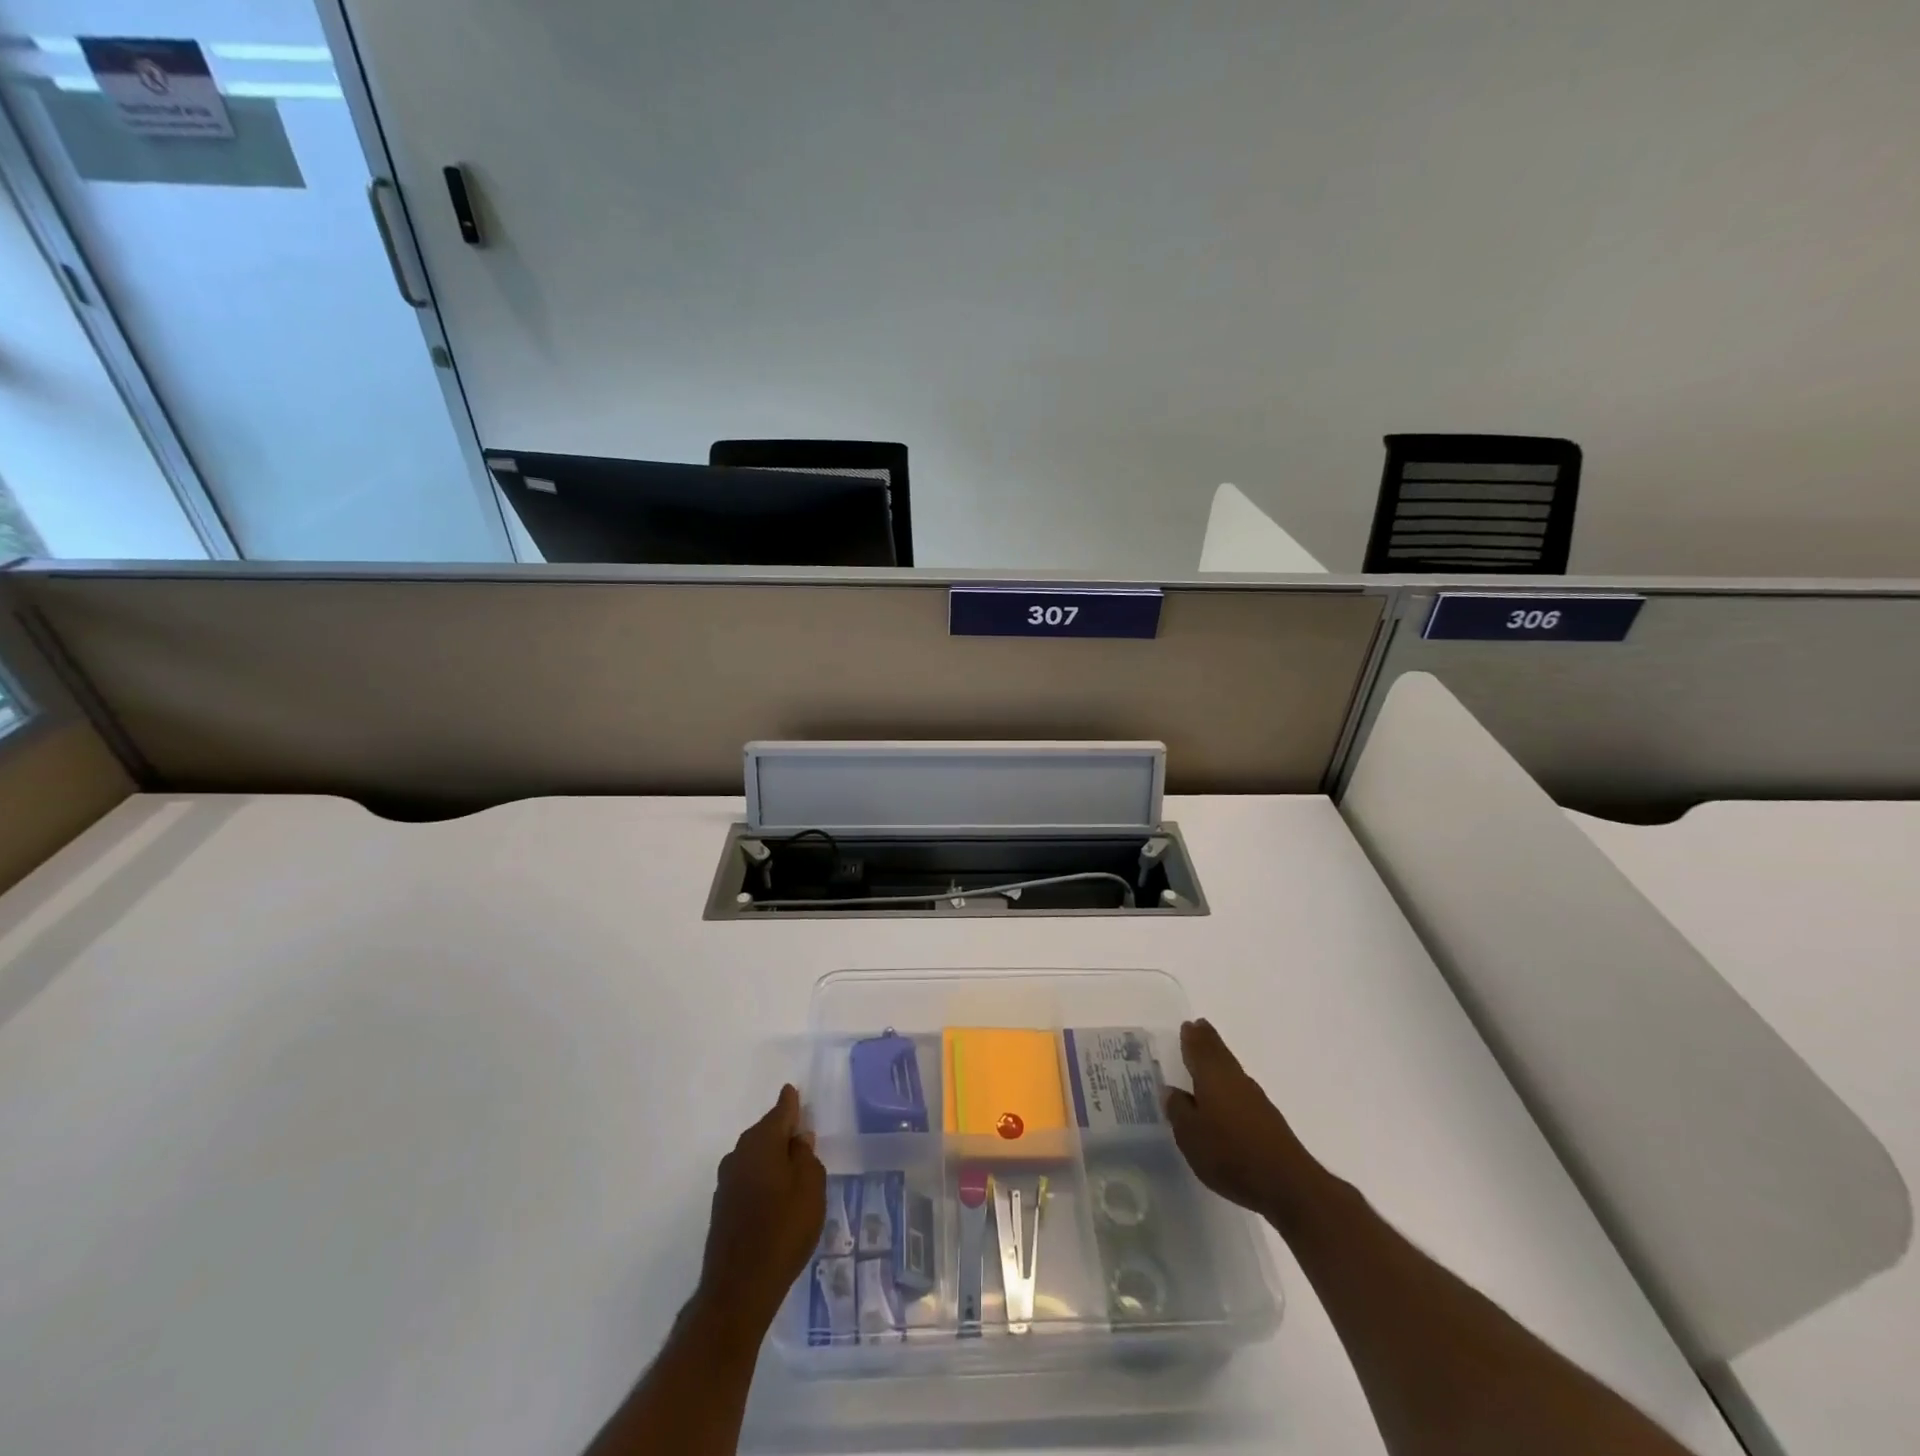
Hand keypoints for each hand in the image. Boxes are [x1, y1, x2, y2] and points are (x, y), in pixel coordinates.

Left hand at [695, 1085, 825, 1334]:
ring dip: (771, 1156)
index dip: (791, 1102)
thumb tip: (798, 1139)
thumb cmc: (783, 1230)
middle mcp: (740, 1153)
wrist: (738, 1289)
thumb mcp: (811, 1189)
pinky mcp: (722, 1206)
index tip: (794, 1091)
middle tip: (802, 1134)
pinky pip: (747, 1176)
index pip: (781, 1110)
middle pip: (765, 1131)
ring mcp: (726, 1180)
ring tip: (792, 1167)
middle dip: (782, 1130)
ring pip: (754, 1155)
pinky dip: (761, 1177)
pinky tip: (774, 1193)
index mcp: (762, 1142)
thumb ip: (807, 1157)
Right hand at [1164, 1019, 1323, 1226]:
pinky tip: (1226, 1094)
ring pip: (1231, 1069)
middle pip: (1219, 1053)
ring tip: (1208, 1056)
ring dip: (1219, 1060)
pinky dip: (1230, 1082)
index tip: (1188, 1025)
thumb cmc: (1230, 1153)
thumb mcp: (1190, 1135)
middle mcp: (1234, 1080)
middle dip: (1207, 1041)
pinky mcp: (1267, 1119)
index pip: (1199, 1049)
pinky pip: (1241, 1088)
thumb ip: (1178, 1110)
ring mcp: (1255, 1099)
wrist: (1286, 1183)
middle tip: (1199, 1027)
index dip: (1192, 1038)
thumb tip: (1171, 1090)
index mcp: (1212, 1077)